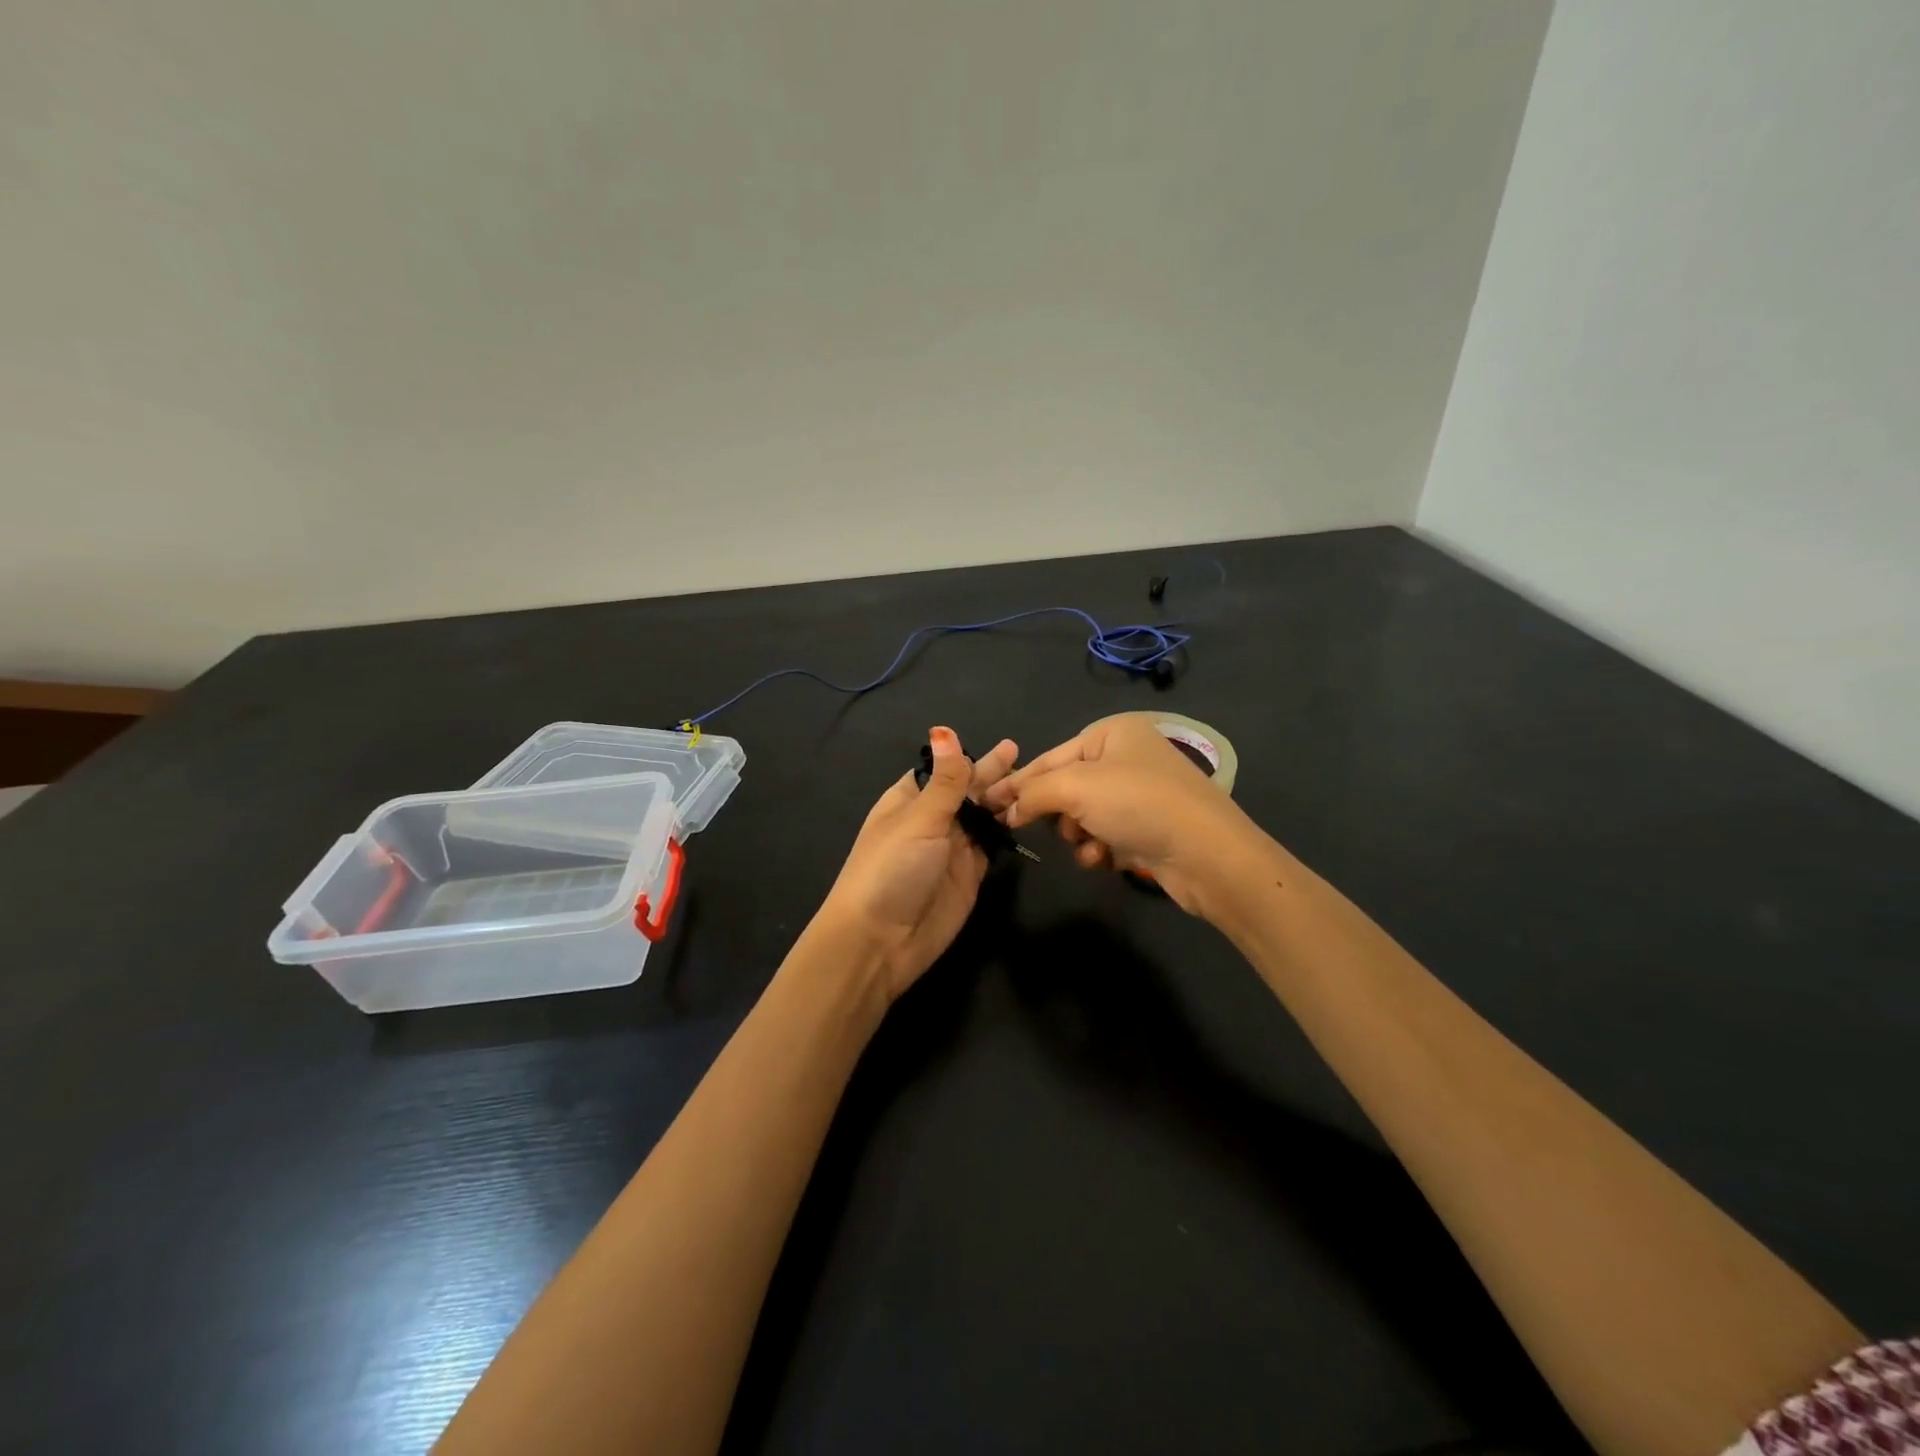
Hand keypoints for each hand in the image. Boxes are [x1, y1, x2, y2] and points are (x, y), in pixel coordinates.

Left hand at [815, 727, 1017, 1001]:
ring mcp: (952, 848)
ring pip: (983, 816)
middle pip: (967, 791)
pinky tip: (1027, 815)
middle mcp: (931, 820)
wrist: (880, 941)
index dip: (967, 758)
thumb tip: (945, 730)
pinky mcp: (970, 875)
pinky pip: (992, 845)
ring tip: (1033, 781)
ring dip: (1003, 800)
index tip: (999, 744)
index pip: (942, 770)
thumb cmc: (890, 869)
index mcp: (909, 800)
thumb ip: (945, 780)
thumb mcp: (918, 819)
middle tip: (1022, 755)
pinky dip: (1007, 831)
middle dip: (991, 774)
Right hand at [983, 712, 1261, 916]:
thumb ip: (1032, 793)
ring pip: (1082, 816)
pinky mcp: (1148, 828)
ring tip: (1093, 846)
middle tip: (1054, 827)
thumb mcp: (1075, 788)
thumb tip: (1007, 810)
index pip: (1049, 757)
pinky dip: (1100, 850)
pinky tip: (1108, 859)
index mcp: (1111, 733)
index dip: (1017, 782)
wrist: (1208, 854)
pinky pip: (1104, 836)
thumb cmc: (1138, 804)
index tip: (985, 804)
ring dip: (1079, 836)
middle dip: (1059, 813)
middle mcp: (1126, 757)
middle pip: (1065, 787)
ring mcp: (1139, 794)